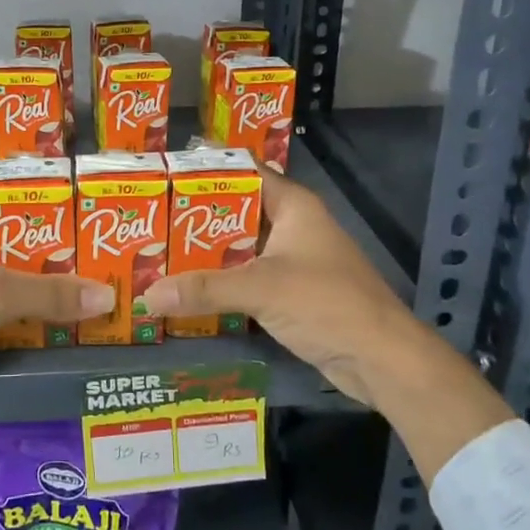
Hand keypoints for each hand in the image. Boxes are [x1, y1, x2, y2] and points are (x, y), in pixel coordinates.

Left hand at [0, 184, 113, 419]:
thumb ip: (52, 294)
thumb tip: (109, 296)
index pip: (8, 187)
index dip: (48, 193)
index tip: (88, 204)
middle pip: (11, 227)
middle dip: (52, 240)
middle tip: (98, 247)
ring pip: (3, 262)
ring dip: (37, 273)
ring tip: (86, 277)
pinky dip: (19, 297)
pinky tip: (52, 309)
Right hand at [140, 170, 513, 480]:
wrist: (382, 359)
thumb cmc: (327, 303)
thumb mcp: (261, 289)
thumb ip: (204, 289)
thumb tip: (146, 295)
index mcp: (293, 205)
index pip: (243, 171)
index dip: (205, 169)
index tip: (161, 173)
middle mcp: (292, 225)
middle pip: (236, 210)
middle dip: (194, 216)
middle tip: (146, 218)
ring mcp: (293, 260)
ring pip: (240, 247)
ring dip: (205, 252)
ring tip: (156, 251)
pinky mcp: (292, 292)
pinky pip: (247, 277)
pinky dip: (221, 280)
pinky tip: (187, 288)